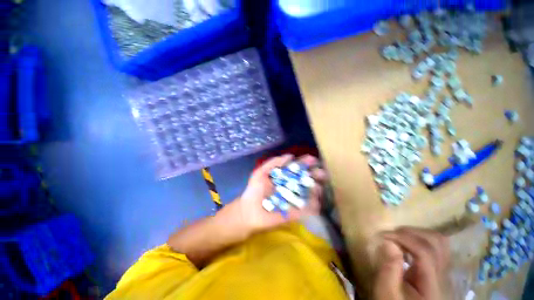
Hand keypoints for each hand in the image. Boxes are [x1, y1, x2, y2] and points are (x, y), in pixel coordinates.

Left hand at [233, 154, 327, 234]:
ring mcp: (294, 199)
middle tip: (321, 174)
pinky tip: (316, 204)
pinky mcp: (295, 212)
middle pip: (306, 179)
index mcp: (284, 176)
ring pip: (309, 193)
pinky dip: (313, 207)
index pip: (297, 168)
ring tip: (316, 188)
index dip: (305, 163)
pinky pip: (307, 209)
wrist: (249, 211)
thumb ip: (273, 162)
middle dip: (315, 175)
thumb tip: (290, 155)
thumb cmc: (254, 190)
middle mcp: (291, 186)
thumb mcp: (261, 172)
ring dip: (316, 189)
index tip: (313, 160)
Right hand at [373, 227, 448, 299]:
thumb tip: (388, 242)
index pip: (425, 252)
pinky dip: (419, 239)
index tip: (382, 235)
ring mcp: (443, 272)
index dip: (403, 238)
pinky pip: (435, 246)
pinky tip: (406, 245)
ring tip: (398, 237)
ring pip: (439, 241)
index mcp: (432, 285)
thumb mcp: (386, 292)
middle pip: (437, 242)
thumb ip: (389, 269)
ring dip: (416, 234)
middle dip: (411, 233)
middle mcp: (444, 276)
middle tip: (391, 235)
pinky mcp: (438, 269)